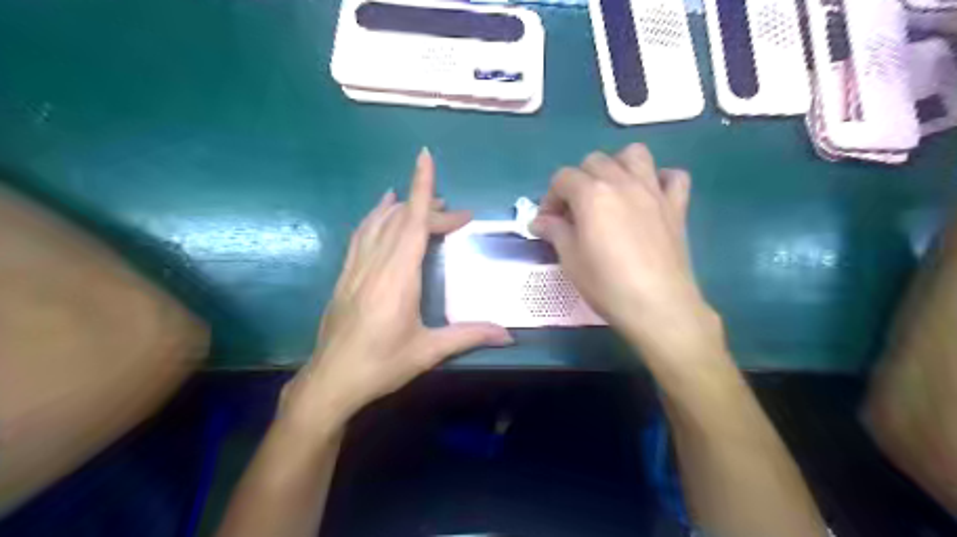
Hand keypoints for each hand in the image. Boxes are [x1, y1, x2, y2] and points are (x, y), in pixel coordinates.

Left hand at [282, 146, 511, 432]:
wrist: (331, 381)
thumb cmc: (381, 365)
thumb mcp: (428, 351)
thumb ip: (469, 335)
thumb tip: (509, 334)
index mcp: (398, 277)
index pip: (412, 222)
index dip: (421, 188)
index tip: (426, 158)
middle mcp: (376, 264)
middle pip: (401, 220)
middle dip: (429, 207)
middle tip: (456, 214)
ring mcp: (356, 267)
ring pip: (378, 222)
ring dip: (401, 206)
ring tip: (422, 201)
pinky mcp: (345, 275)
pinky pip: (361, 235)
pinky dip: (374, 217)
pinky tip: (381, 211)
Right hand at [531, 142, 717, 359]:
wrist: (657, 306)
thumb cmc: (607, 284)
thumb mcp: (570, 259)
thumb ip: (554, 231)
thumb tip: (539, 221)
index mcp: (592, 194)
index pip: (563, 178)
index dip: (550, 198)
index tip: (548, 222)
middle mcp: (622, 182)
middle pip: (594, 161)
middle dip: (578, 181)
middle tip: (575, 212)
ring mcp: (653, 191)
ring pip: (634, 155)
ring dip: (617, 166)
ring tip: (610, 193)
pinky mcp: (676, 206)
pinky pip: (672, 176)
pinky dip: (659, 180)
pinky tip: (649, 197)